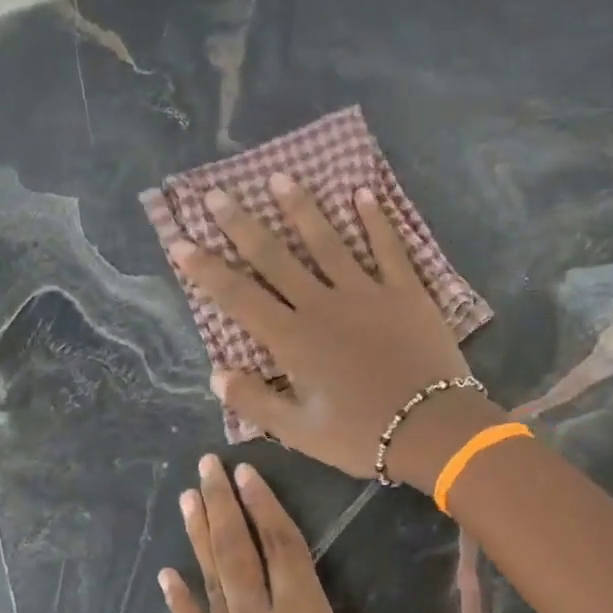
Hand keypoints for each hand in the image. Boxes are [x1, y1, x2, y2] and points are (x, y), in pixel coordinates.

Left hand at [160, 455, 467, 612]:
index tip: (247, 471)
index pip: (283, 550)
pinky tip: (166, 573)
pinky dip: (179, 599)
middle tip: (207, 462)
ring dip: (199, 536)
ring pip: (211, 580)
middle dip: (225, 505)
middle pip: (238, 553)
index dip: (267, 508)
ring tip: (188, 496)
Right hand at [169, 175, 500, 488]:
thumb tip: (216, 373)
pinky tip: (362, 193)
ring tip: (281, 178)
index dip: (207, 270)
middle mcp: (323, 305)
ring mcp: (366, 292)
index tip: (181, 242)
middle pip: (276, 257)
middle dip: (242, 225)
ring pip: (328, 242)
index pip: (239, 297)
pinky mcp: (406, 291)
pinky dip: (375, 220)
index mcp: (293, 339)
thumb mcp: (299, 431)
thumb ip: (254, 402)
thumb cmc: (361, 434)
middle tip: (217, 194)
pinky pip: (388, 248)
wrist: (431, 427)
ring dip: (302, 208)